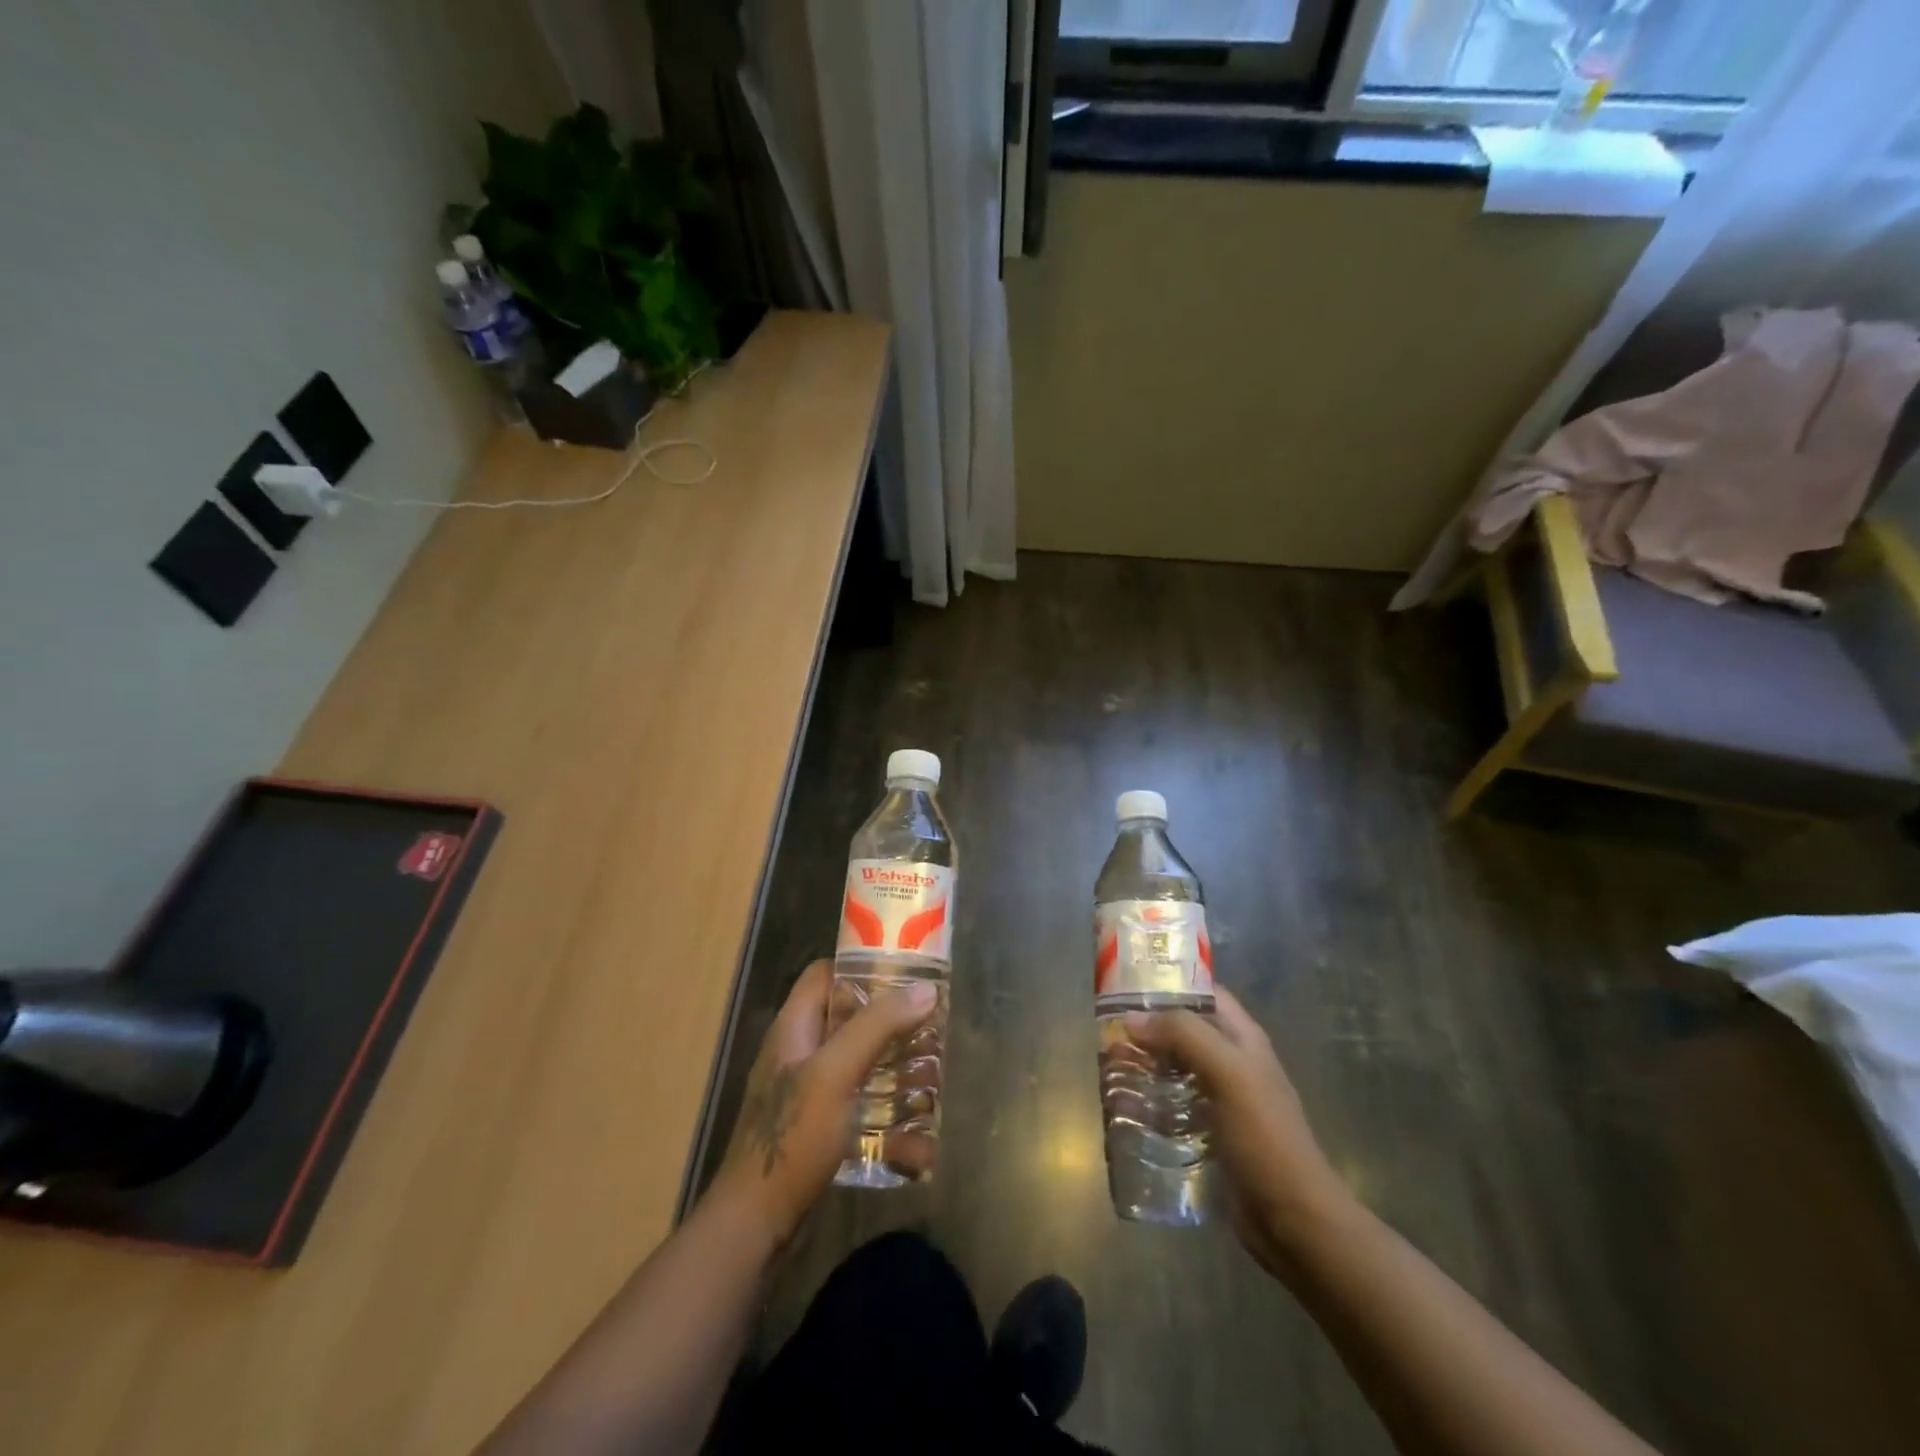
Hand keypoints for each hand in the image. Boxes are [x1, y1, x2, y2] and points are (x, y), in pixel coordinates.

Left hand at [712, 960, 935, 1249]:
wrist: (754, 1225)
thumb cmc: (792, 1137)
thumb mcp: (835, 1072)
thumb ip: (877, 1027)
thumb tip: (924, 990)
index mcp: (794, 1028)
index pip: (825, 974)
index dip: (862, 967)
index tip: (906, 973)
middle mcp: (799, 1053)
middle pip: (848, 1019)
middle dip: (890, 1024)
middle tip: (930, 1029)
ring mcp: (808, 1093)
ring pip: (858, 1064)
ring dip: (894, 1071)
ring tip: (932, 1080)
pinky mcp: (818, 1129)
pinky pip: (859, 1108)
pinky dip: (887, 1119)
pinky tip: (917, 1143)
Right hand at [1126, 988, 1354, 1276]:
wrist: (1294, 1221)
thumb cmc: (1265, 1138)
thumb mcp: (1229, 1074)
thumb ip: (1184, 1036)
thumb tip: (1132, 1018)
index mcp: (1244, 1039)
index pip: (1205, 993)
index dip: (1170, 982)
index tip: (1127, 982)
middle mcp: (1232, 1062)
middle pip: (1184, 1030)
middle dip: (1148, 1026)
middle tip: (1107, 1028)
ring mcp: (1221, 1100)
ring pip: (1174, 1068)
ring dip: (1145, 1064)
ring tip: (1107, 1063)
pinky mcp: (1208, 1133)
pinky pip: (1172, 1105)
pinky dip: (1149, 1100)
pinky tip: (1123, 1105)